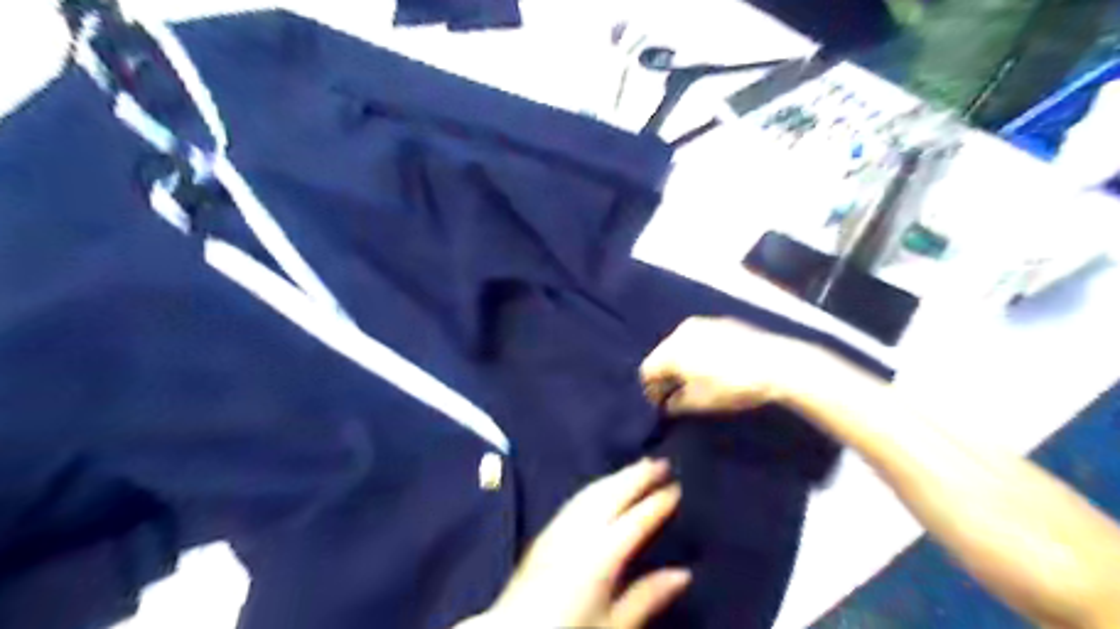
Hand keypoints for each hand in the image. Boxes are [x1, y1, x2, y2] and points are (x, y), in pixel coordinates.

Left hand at [456, 457, 691, 627]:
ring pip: (593, 492)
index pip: (635, 520)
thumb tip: (683, 574)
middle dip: (637, 476)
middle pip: (613, 495)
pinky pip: (577, 499)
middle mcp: (579, 532)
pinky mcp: (546, 532)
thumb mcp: (614, 627)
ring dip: (618, 476)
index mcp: (600, 556)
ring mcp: (560, 528)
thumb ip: (647, 597)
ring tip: (638, 465)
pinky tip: (604, 485)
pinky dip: (597, 486)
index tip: (675, 488)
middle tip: (661, 462)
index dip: (656, 503)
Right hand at [638, 318, 830, 415]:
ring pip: (680, 344)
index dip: (650, 390)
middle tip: (674, 394)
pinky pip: (698, 338)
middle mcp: (682, 332)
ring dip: (680, 362)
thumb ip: (676, 403)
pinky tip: (710, 366)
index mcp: (672, 350)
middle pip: (662, 354)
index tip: (660, 405)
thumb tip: (667, 404)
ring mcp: (702, 323)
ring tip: (692, 380)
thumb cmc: (733, 385)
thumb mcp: (701, 402)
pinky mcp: (721, 322)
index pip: (648, 370)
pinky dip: (696, 352)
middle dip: (665, 374)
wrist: (777, 364)